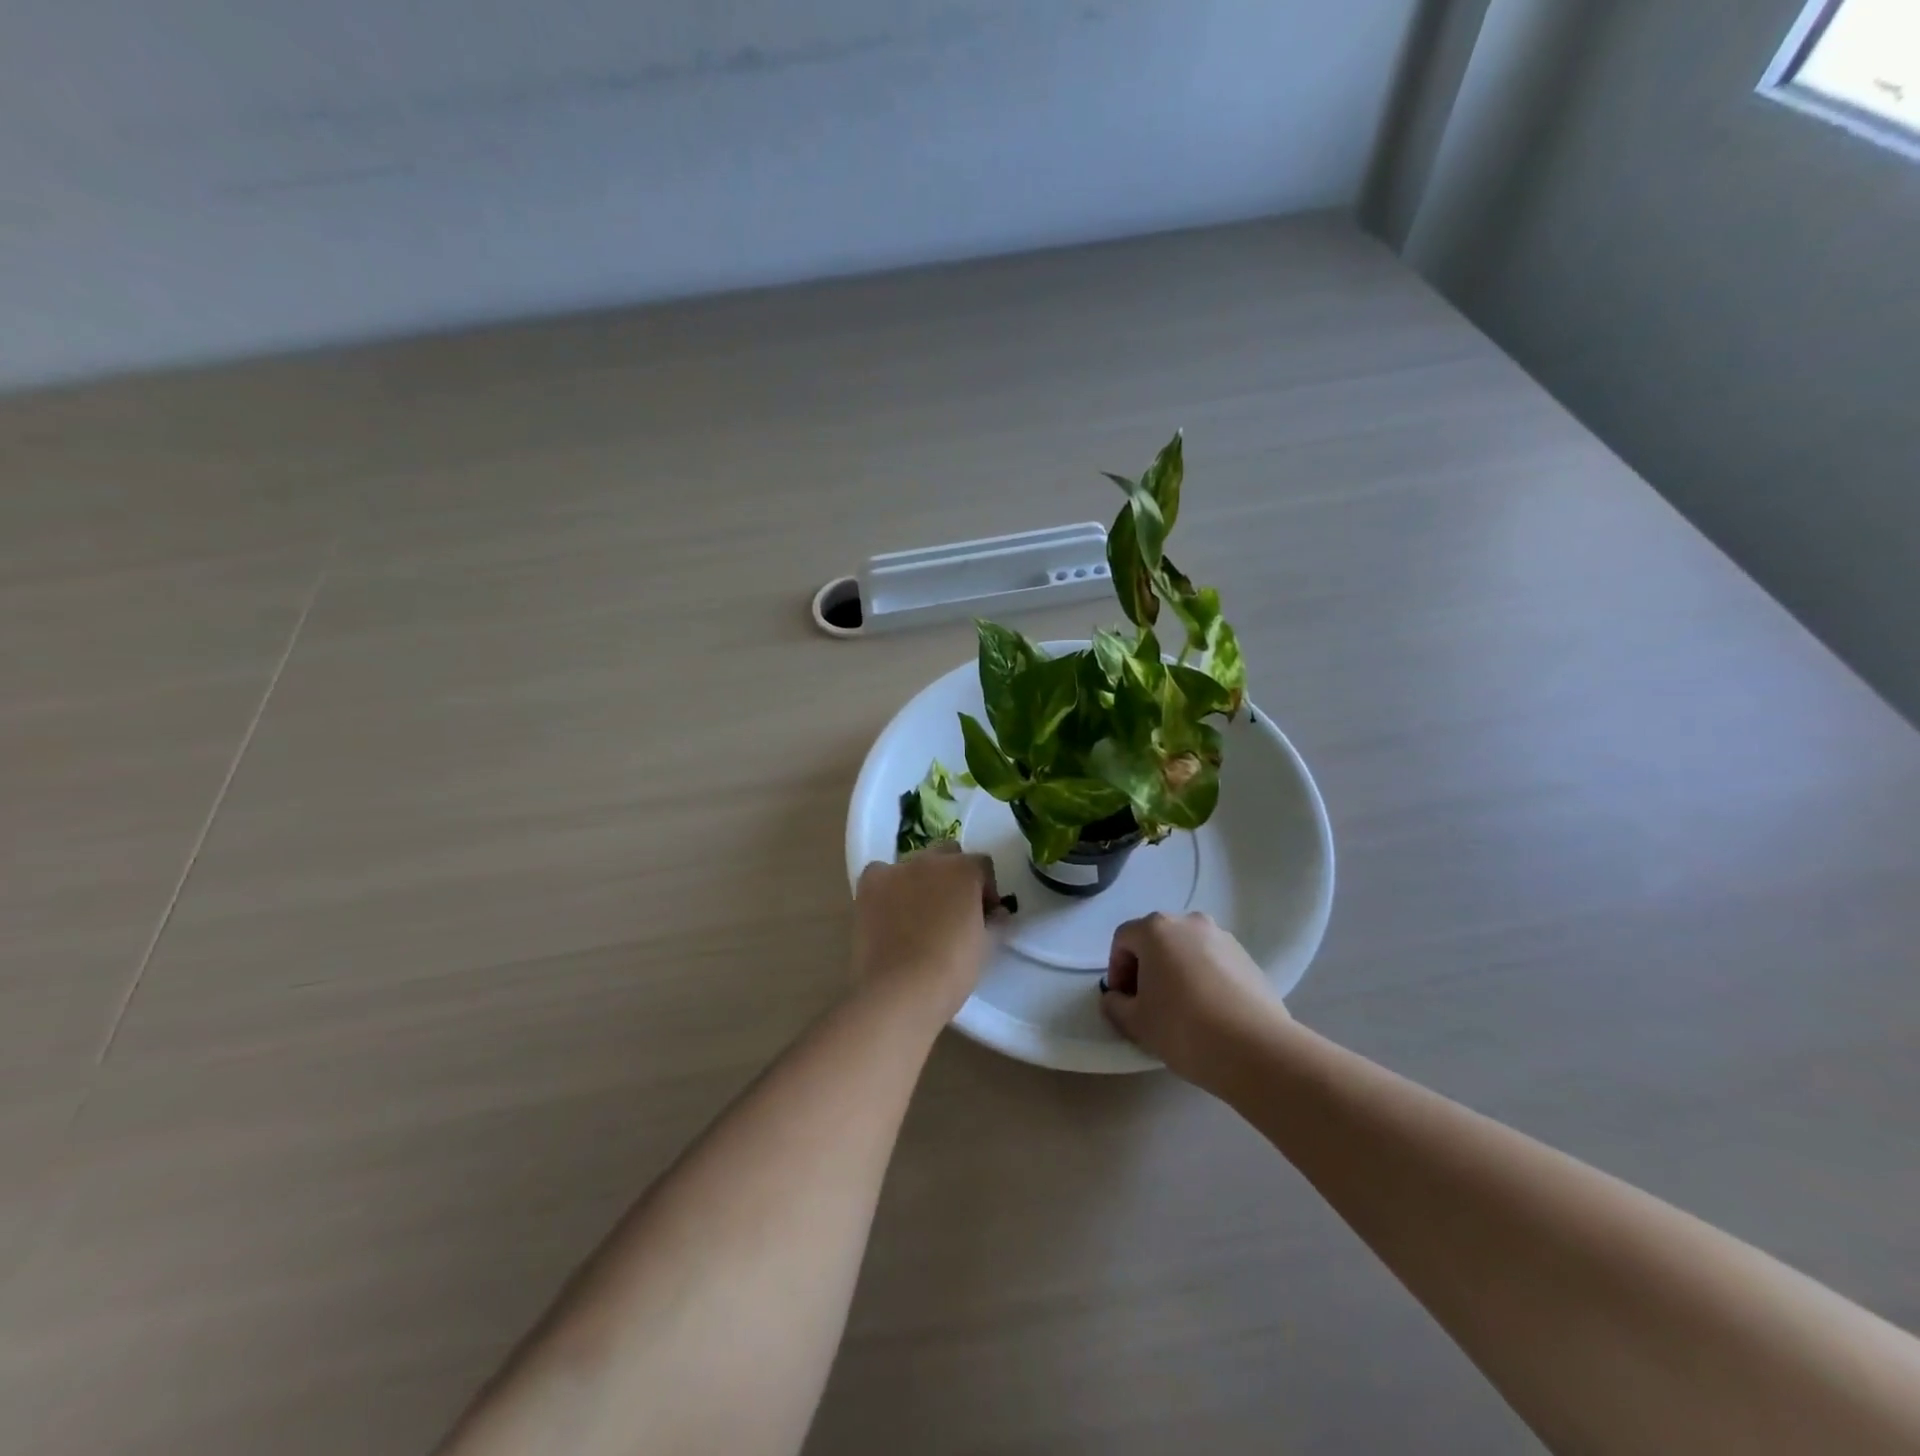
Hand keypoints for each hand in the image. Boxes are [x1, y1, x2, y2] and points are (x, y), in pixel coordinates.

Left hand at [853, 843, 1002, 1026]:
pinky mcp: (869, 884)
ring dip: (922, 880)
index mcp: (964, 870)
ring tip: (918, 914)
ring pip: (915, 864)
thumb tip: (996, 914)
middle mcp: (931, 860)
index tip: (985, 914)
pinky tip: (889, 911)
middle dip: (954, 876)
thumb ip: (994, 921)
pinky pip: (881, 874)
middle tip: (953, 911)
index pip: (982, 866)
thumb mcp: (986, 946)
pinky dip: (888, 886)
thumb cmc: (951, 970)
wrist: (899, 990)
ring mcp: (897, 869)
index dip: (986, 889)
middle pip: (948, 855)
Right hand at [1100, 911, 1288, 1082]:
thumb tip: (1116, 998)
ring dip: (1176, 971)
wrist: (1256, 1049)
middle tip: (1147, 1003)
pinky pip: (1213, 962)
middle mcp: (1190, 922)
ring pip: (1187, 950)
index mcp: (1156, 929)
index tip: (1122, 1000)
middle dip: (1146, 967)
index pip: (1123, 940)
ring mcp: (1223, 938)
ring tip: (1180, 1009)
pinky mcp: (1248, 959)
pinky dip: (1203, 978)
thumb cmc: (1183, 1028)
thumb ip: (1115, 1004)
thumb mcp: (1135, 1022)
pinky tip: (1209, 1012)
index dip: (1116, 970)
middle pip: (1156, 940)